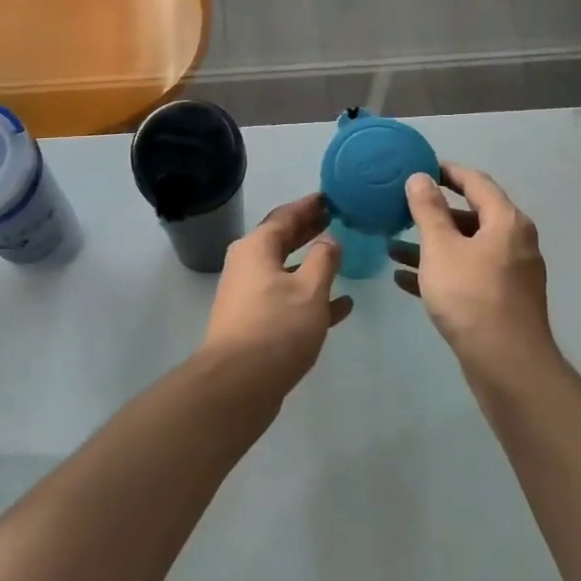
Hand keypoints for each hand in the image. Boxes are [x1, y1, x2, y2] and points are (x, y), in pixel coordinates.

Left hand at [197, 193, 352, 396]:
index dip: (309, 206)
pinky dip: (310, 297)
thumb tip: (329, 239)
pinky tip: (342, 305)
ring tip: (343, 257)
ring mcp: (249, 295)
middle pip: (282, 240)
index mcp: (256, 248)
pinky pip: (287, 300)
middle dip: (310, 231)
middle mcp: (247, 265)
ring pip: (286, 271)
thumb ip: (323, 259)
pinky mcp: (254, 322)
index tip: (332, 197)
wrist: (238, 383)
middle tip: (338, 220)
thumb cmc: (276, 327)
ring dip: (312, 264)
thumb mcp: (309, 289)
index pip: (285, 215)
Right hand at [390, 163, 555, 380]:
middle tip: (400, 208)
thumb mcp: (441, 247)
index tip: (419, 167)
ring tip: (392, 247)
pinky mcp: (501, 301)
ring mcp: (510, 274)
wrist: (506, 364)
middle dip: (433, 213)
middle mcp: (514, 242)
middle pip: (470, 216)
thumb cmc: (471, 295)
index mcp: (506, 222)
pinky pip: (466, 275)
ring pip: (465, 249)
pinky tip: (404, 279)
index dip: (447, 171)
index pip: (476, 182)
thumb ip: (428, 210)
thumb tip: (420, 178)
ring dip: (430, 246)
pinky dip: (439, 271)